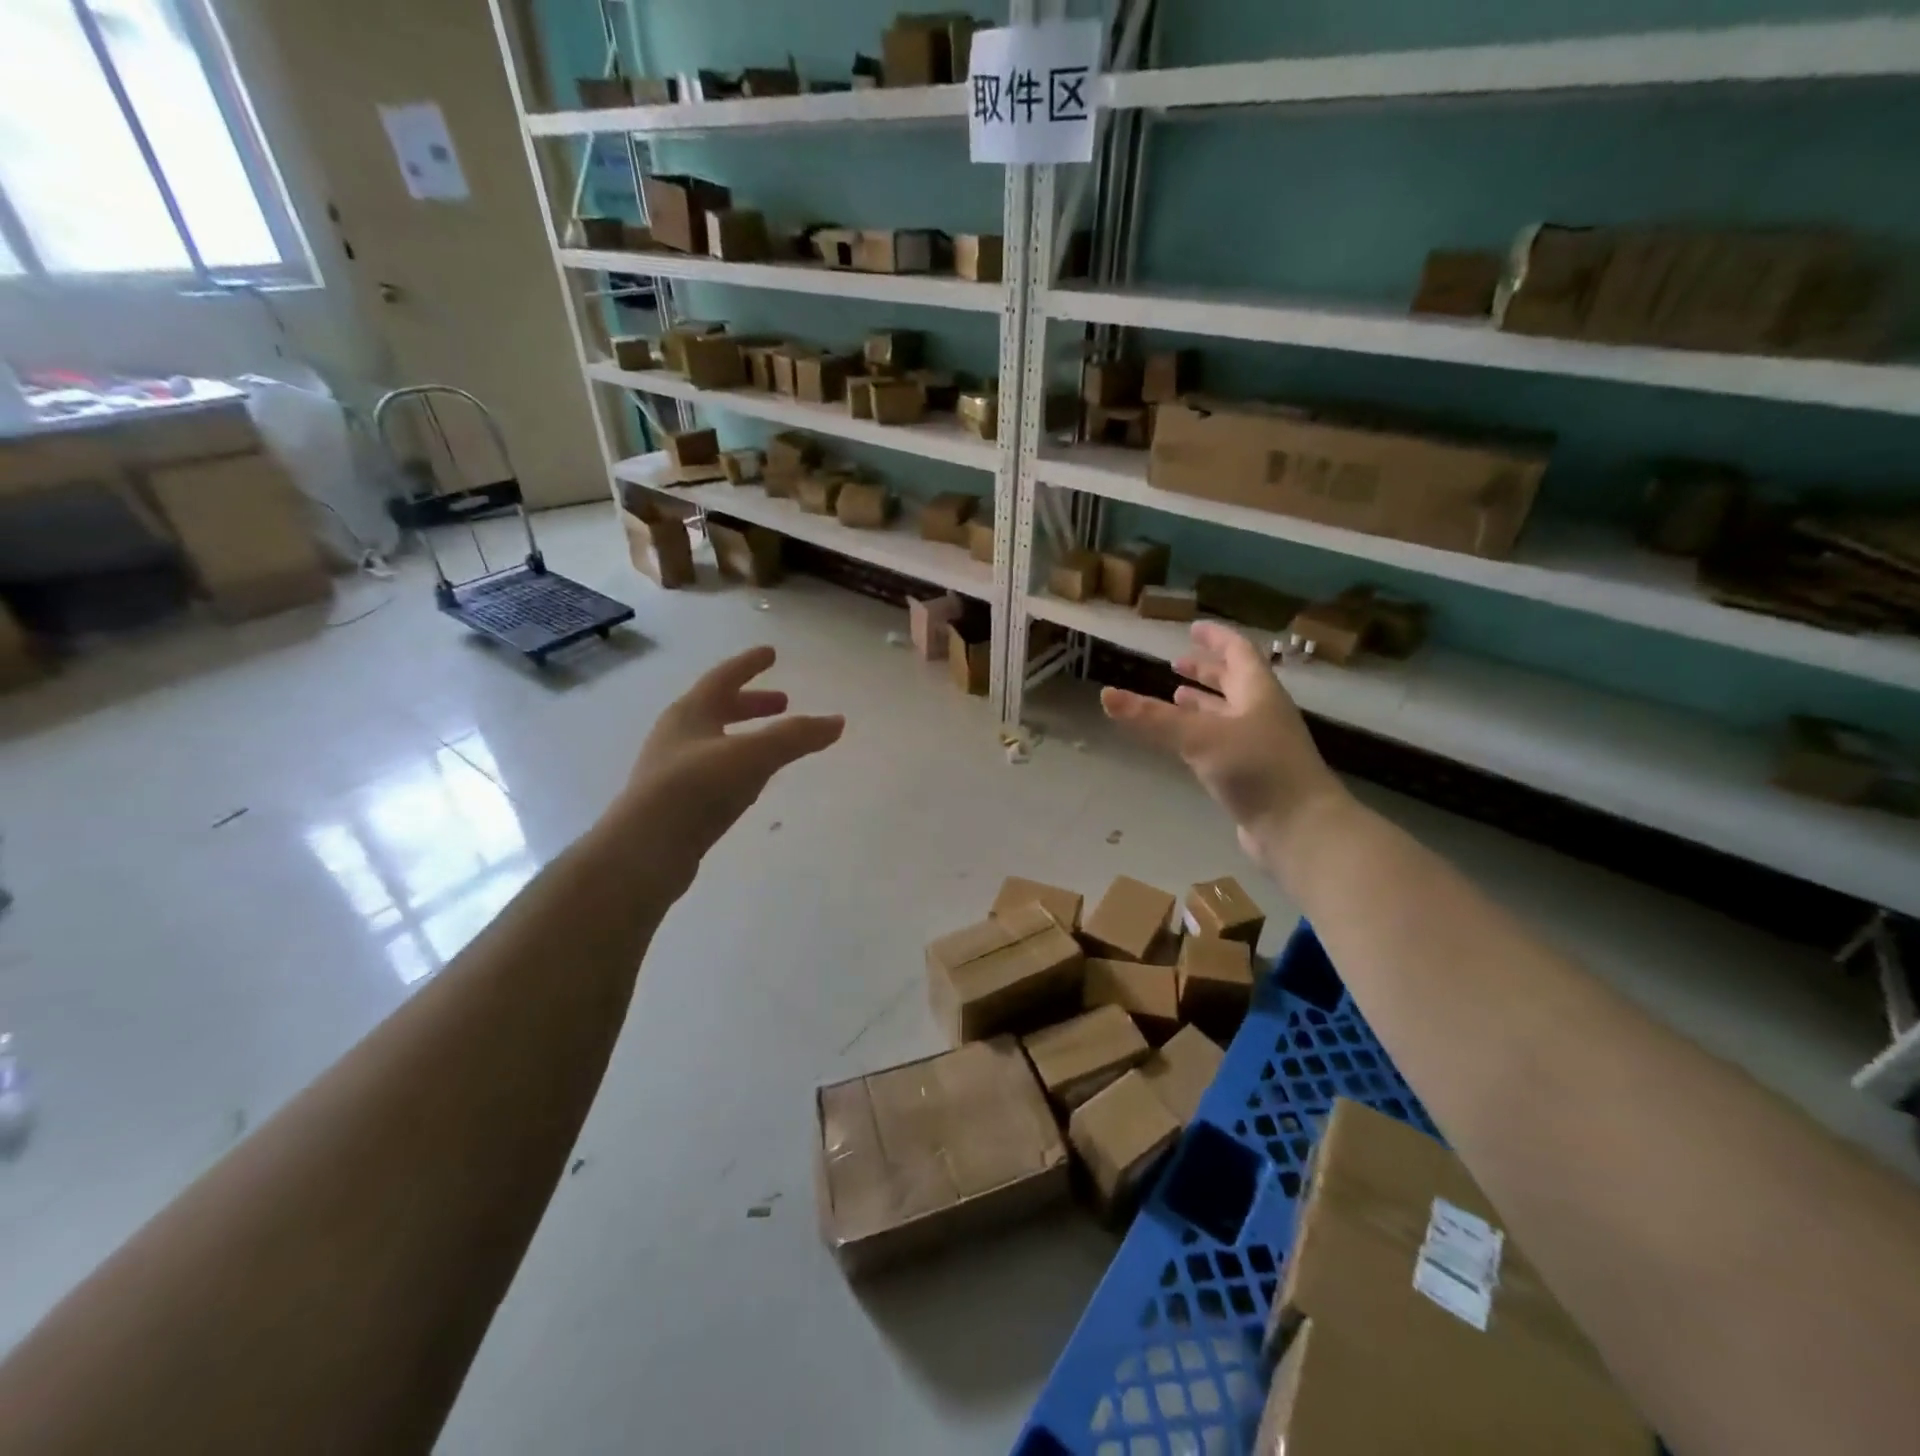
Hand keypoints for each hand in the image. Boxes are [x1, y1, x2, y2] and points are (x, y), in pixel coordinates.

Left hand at [612, 646, 843, 887]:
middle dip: (752, 703)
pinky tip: (752, 782)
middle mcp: (678, 735)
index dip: (749, 664)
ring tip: (774, 743)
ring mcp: (674, 770)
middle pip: (719, 708)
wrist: (644, 851)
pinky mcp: (677, 803)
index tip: (771, 653)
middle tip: (784, 702)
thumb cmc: (696, 788)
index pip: (724, 677)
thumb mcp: (752, 755)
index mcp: (690, 713)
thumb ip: (796, 737)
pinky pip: (714, 771)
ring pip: (717, 741)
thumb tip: (837, 721)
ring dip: (746, 735)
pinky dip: (739, 765)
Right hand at [1102, 621, 1347, 863]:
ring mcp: (1260, 745)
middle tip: (1177, 662)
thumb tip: (1106, 695)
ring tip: (1175, 697)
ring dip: (1203, 703)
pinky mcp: (1253, 775)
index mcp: (1258, 692)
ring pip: (1228, 714)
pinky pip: (1224, 743)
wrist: (1298, 828)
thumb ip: (1152, 718)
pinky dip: (1202, 735)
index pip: (1238, 653)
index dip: (1216, 638)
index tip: (1194, 627)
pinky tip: (1186, 744)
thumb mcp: (1199, 737)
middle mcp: (1261, 713)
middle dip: (1206, 670)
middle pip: (1234, 682)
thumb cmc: (1256, 769)